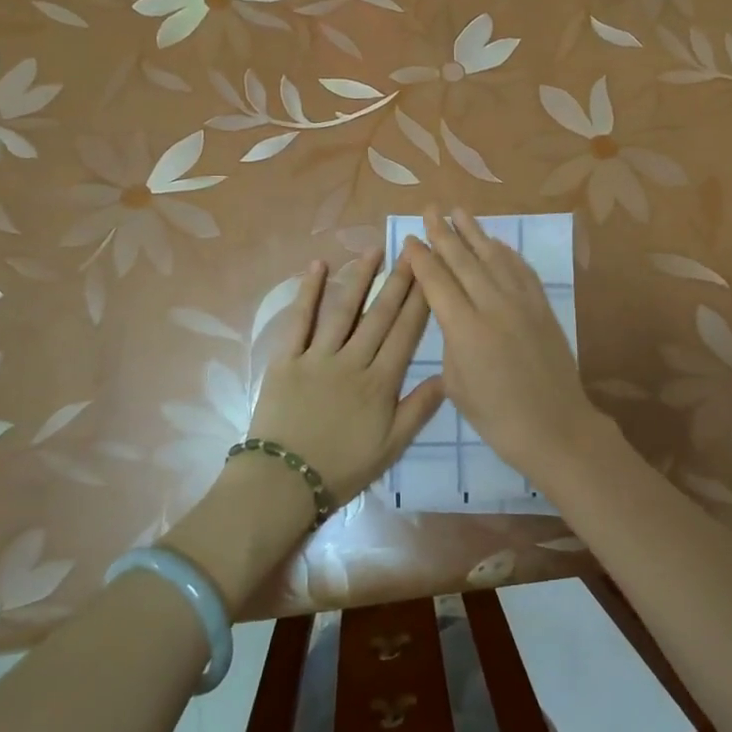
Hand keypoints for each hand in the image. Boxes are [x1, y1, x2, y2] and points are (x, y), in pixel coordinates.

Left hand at [246, 251, 445, 503]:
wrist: (284, 481)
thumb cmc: (342, 467)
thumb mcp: (391, 447)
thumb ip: (419, 409)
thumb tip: (447, 375)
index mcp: (380, 383)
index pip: (405, 334)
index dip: (420, 303)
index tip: (431, 275)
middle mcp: (352, 361)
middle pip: (379, 316)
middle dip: (398, 282)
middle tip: (411, 252)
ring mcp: (317, 356)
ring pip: (343, 310)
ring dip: (360, 278)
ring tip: (374, 250)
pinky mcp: (286, 358)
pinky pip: (299, 320)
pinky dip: (308, 292)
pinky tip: (318, 266)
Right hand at [402, 206, 610, 481]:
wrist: (555, 427)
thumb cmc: (496, 417)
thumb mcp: (457, 384)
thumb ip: (450, 342)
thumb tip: (451, 315)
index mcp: (465, 329)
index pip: (437, 282)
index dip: (421, 258)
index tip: (409, 238)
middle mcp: (493, 306)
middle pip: (463, 261)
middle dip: (444, 233)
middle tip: (430, 209)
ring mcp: (522, 303)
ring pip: (494, 257)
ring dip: (475, 232)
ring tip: (459, 211)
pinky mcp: (543, 307)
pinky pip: (521, 270)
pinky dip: (506, 252)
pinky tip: (497, 243)